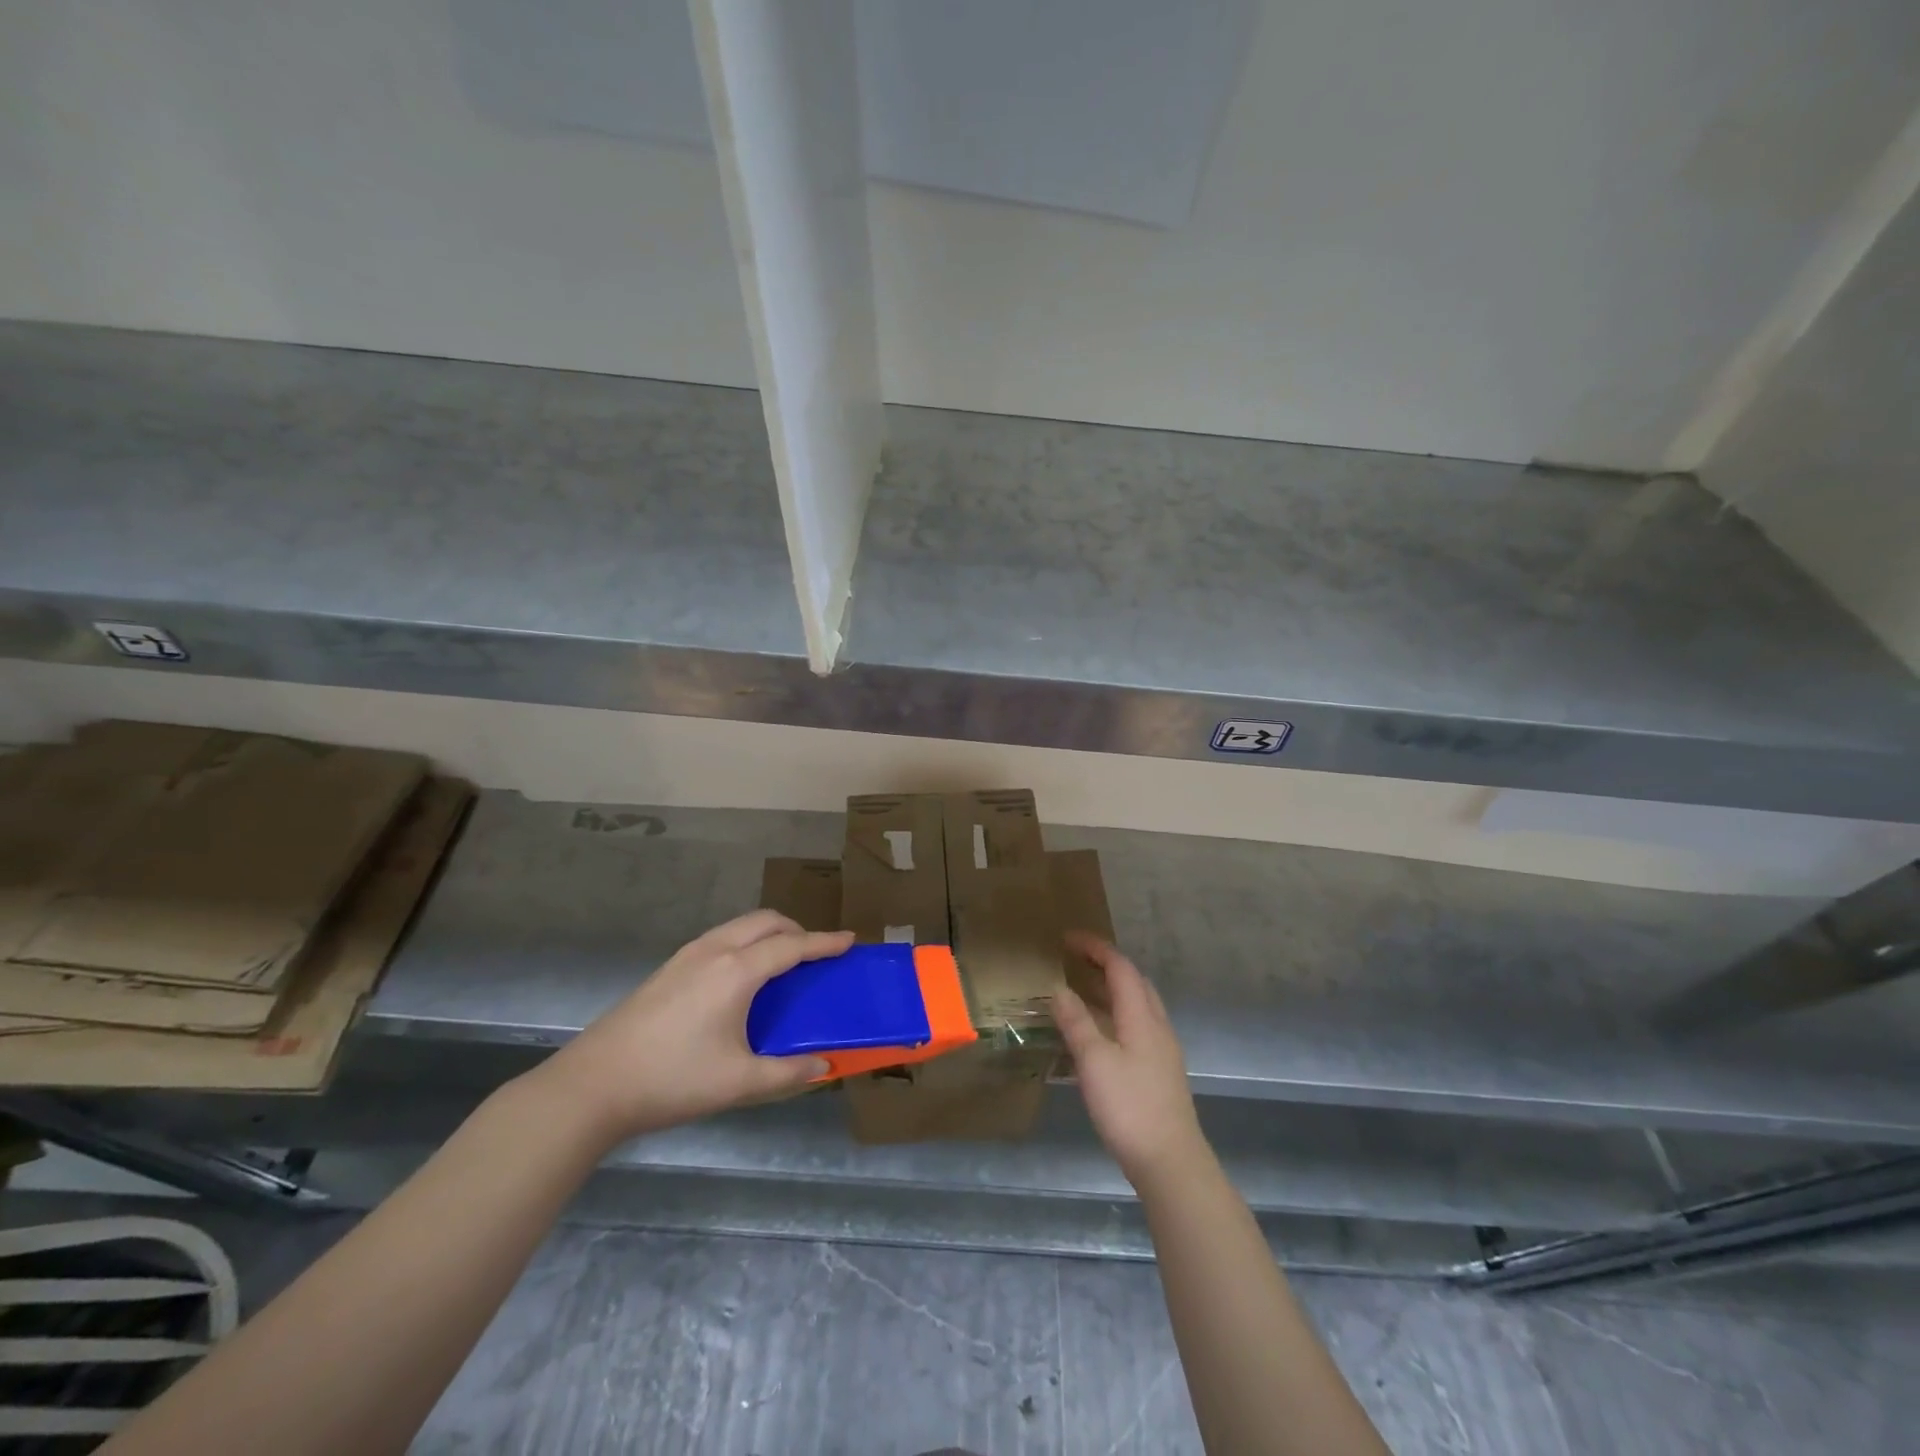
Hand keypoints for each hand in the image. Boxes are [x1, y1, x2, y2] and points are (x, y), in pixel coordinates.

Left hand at [536, 911, 854, 1146]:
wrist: (593, 1085)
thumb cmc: (672, 1080)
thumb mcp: (738, 1083)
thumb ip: (787, 1074)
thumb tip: (823, 1067)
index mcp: (737, 971)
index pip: (792, 946)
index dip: (824, 942)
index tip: (850, 940)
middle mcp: (714, 950)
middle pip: (765, 921)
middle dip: (797, 929)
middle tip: (815, 955)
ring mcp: (687, 955)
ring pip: (740, 926)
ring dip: (768, 933)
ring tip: (782, 964)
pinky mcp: (668, 968)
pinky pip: (721, 938)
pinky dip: (745, 942)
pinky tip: (741, 979)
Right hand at [1051, 934, 1206, 1187]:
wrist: (1170, 1162)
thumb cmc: (1129, 1106)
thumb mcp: (1094, 1061)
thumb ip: (1076, 1022)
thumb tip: (1058, 988)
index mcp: (1141, 1016)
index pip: (1120, 967)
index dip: (1095, 948)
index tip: (1068, 938)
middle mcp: (1156, 1025)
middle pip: (1134, 981)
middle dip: (1105, 964)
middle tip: (1074, 960)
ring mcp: (1162, 1049)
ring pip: (1137, 1005)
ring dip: (1111, 990)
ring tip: (1081, 991)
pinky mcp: (1160, 1071)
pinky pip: (1137, 1026)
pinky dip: (1115, 1015)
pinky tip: (1098, 1035)